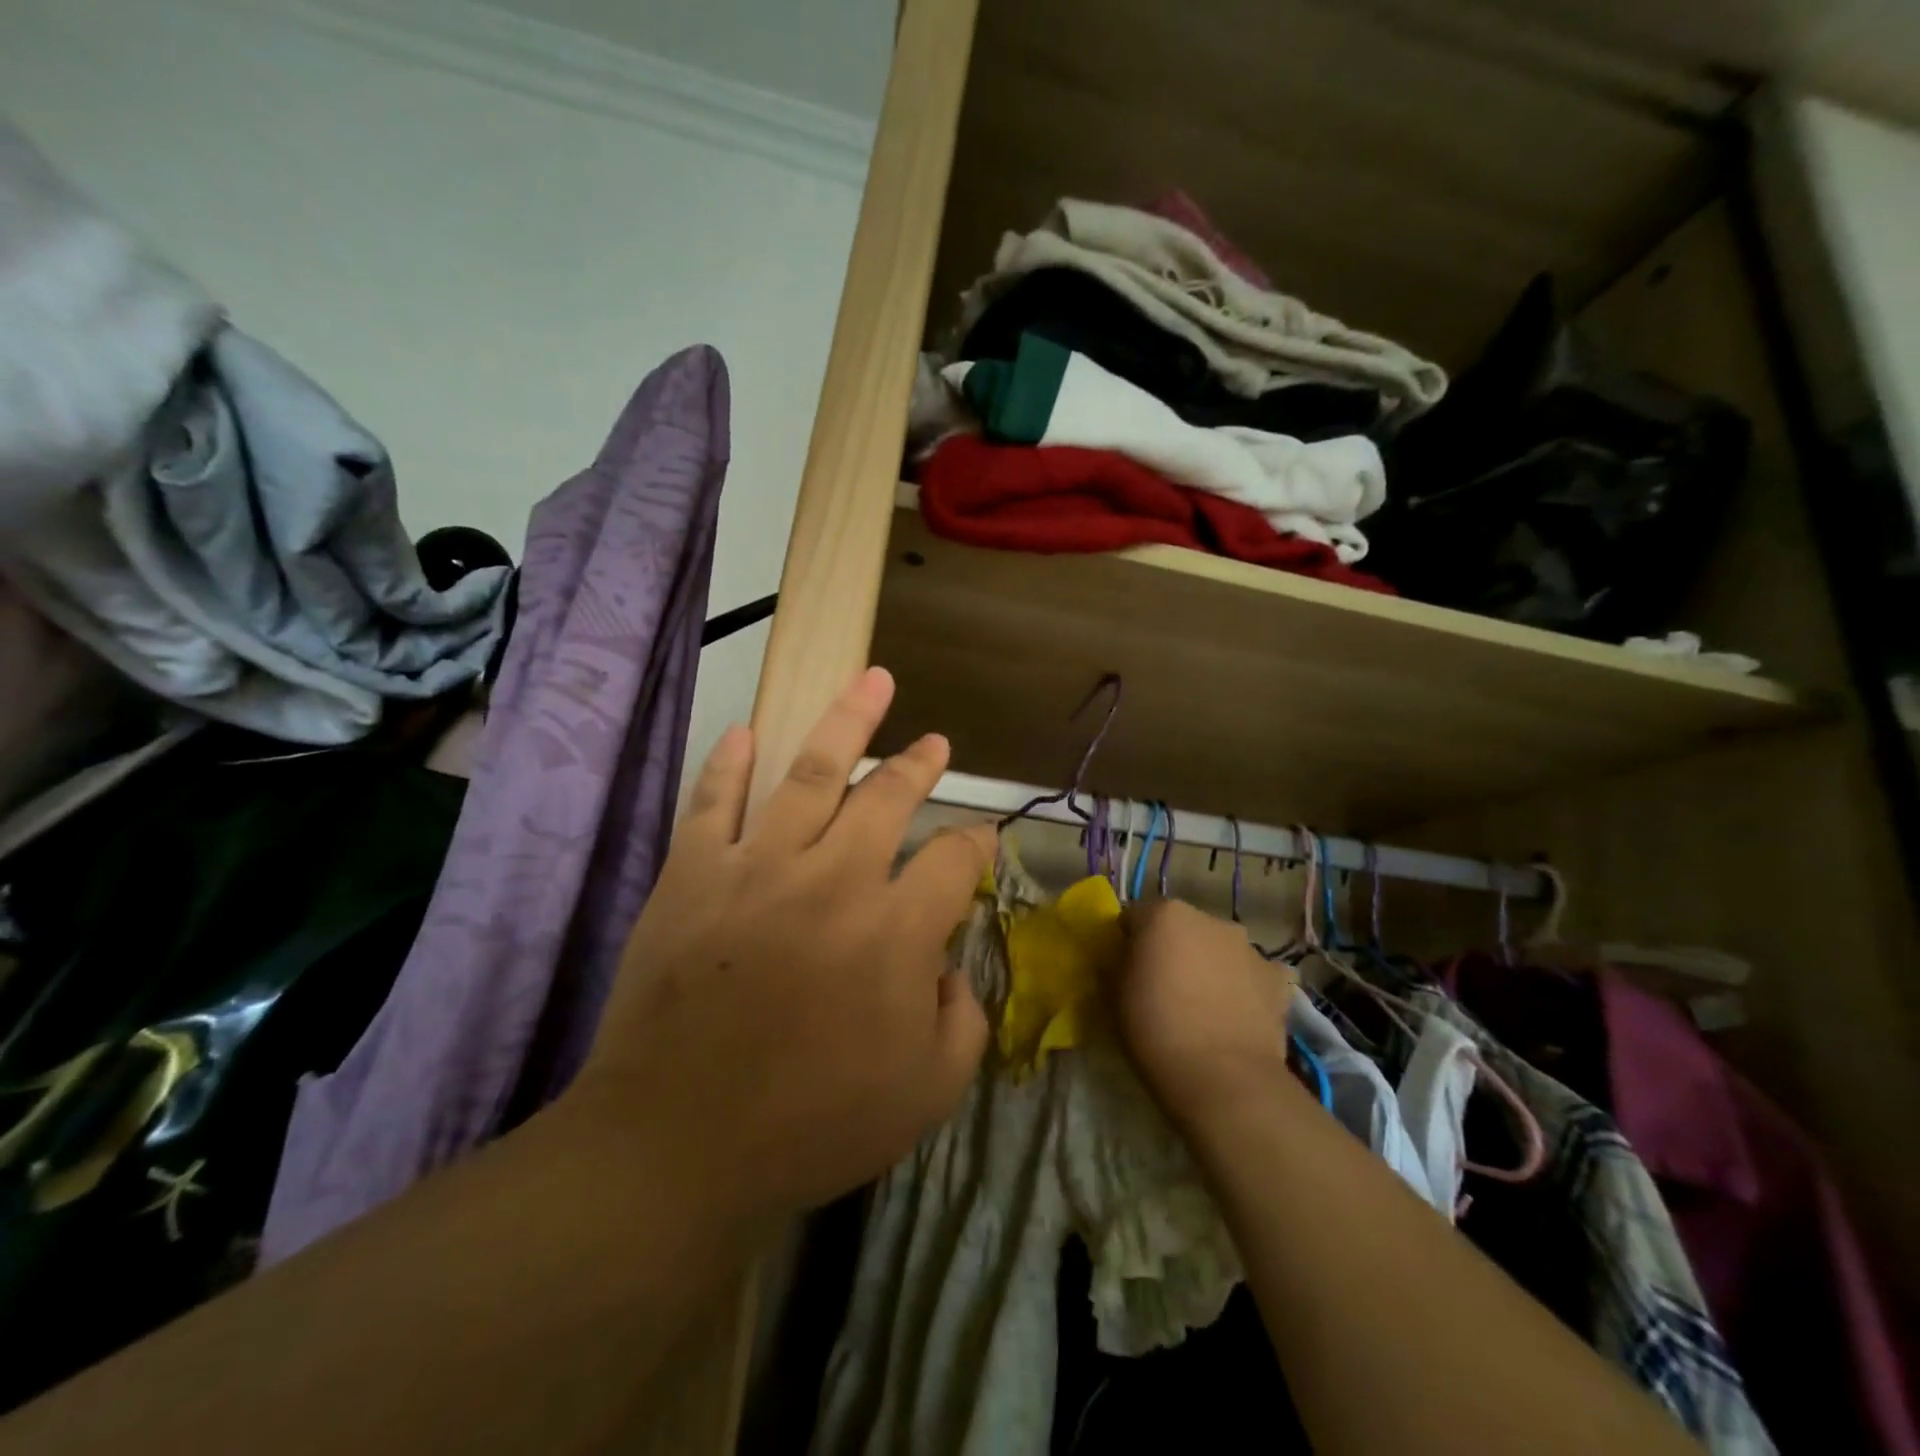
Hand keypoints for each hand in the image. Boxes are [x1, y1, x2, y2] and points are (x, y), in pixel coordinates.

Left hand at [570, 667, 993, 1229]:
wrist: (674, 1149)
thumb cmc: (812, 1126)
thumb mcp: (929, 1092)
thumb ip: (963, 1018)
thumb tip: (949, 964)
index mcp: (896, 931)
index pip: (954, 858)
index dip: (976, 844)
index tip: (977, 844)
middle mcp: (833, 880)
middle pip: (888, 797)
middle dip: (920, 765)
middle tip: (936, 743)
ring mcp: (757, 868)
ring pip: (809, 772)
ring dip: (847, 721)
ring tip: (870, 681)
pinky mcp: (692, 875)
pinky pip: (713, 802)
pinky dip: (729, 763)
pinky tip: (744, 731)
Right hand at [1113, 900, 1297, 1120]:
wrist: (1223, 1078)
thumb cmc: (1156, 1029)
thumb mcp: (1114, 995)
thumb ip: (1118, 964)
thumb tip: (1123, 958)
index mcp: (1165, 914)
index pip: (1136, 917)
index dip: (1129, 941)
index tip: (1126, 968)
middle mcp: (1209, 919)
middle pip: (1181, 928)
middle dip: (1173, 948)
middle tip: (1164, 987)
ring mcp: (1248, 947)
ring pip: (1218, 948)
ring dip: (1209, 965)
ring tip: (1203, 1006)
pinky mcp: (1277, 979)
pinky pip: (1252, 974)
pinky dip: (1244, 986)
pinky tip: (1236, 1015)